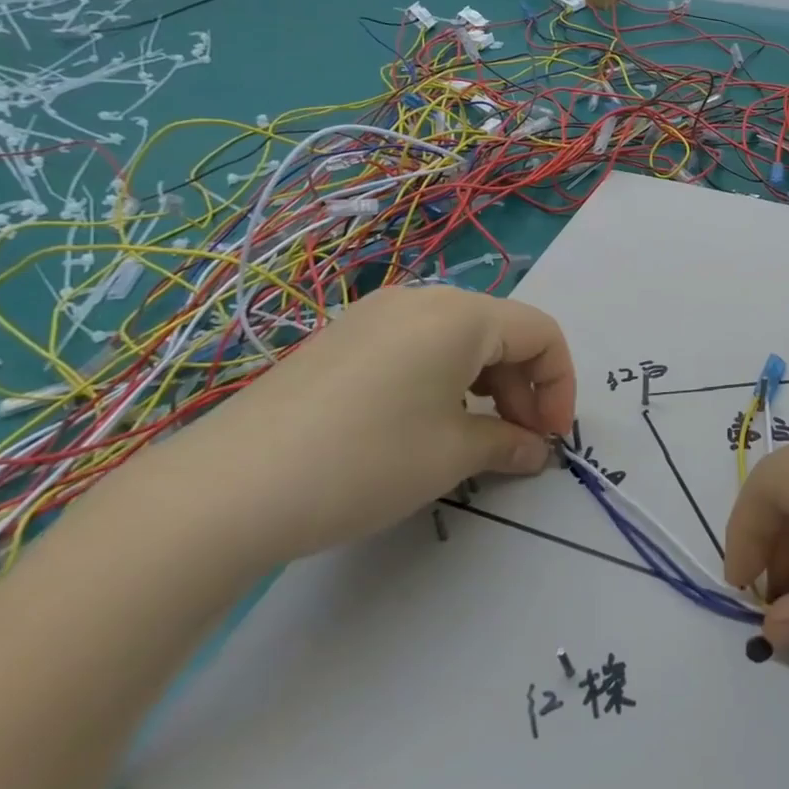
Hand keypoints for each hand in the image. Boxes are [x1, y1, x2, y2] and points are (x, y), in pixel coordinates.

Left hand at [162, 286, 576, 568]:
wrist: (227, 488)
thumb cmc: (364, 461)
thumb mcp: (451, 455)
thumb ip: (508, 444)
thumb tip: (536, 450)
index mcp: (459, 314)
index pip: (541, 332)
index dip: (560, 385)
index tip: (553, 439)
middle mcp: (421, 299)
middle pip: (501, 331)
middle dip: (524, 387)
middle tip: (519, 444)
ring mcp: (375, 316)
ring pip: (459, 339)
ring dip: (486, 385)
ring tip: (475, 439)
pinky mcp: (344, 339)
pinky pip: (418, 347)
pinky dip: (445, 381)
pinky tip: (426, 426)